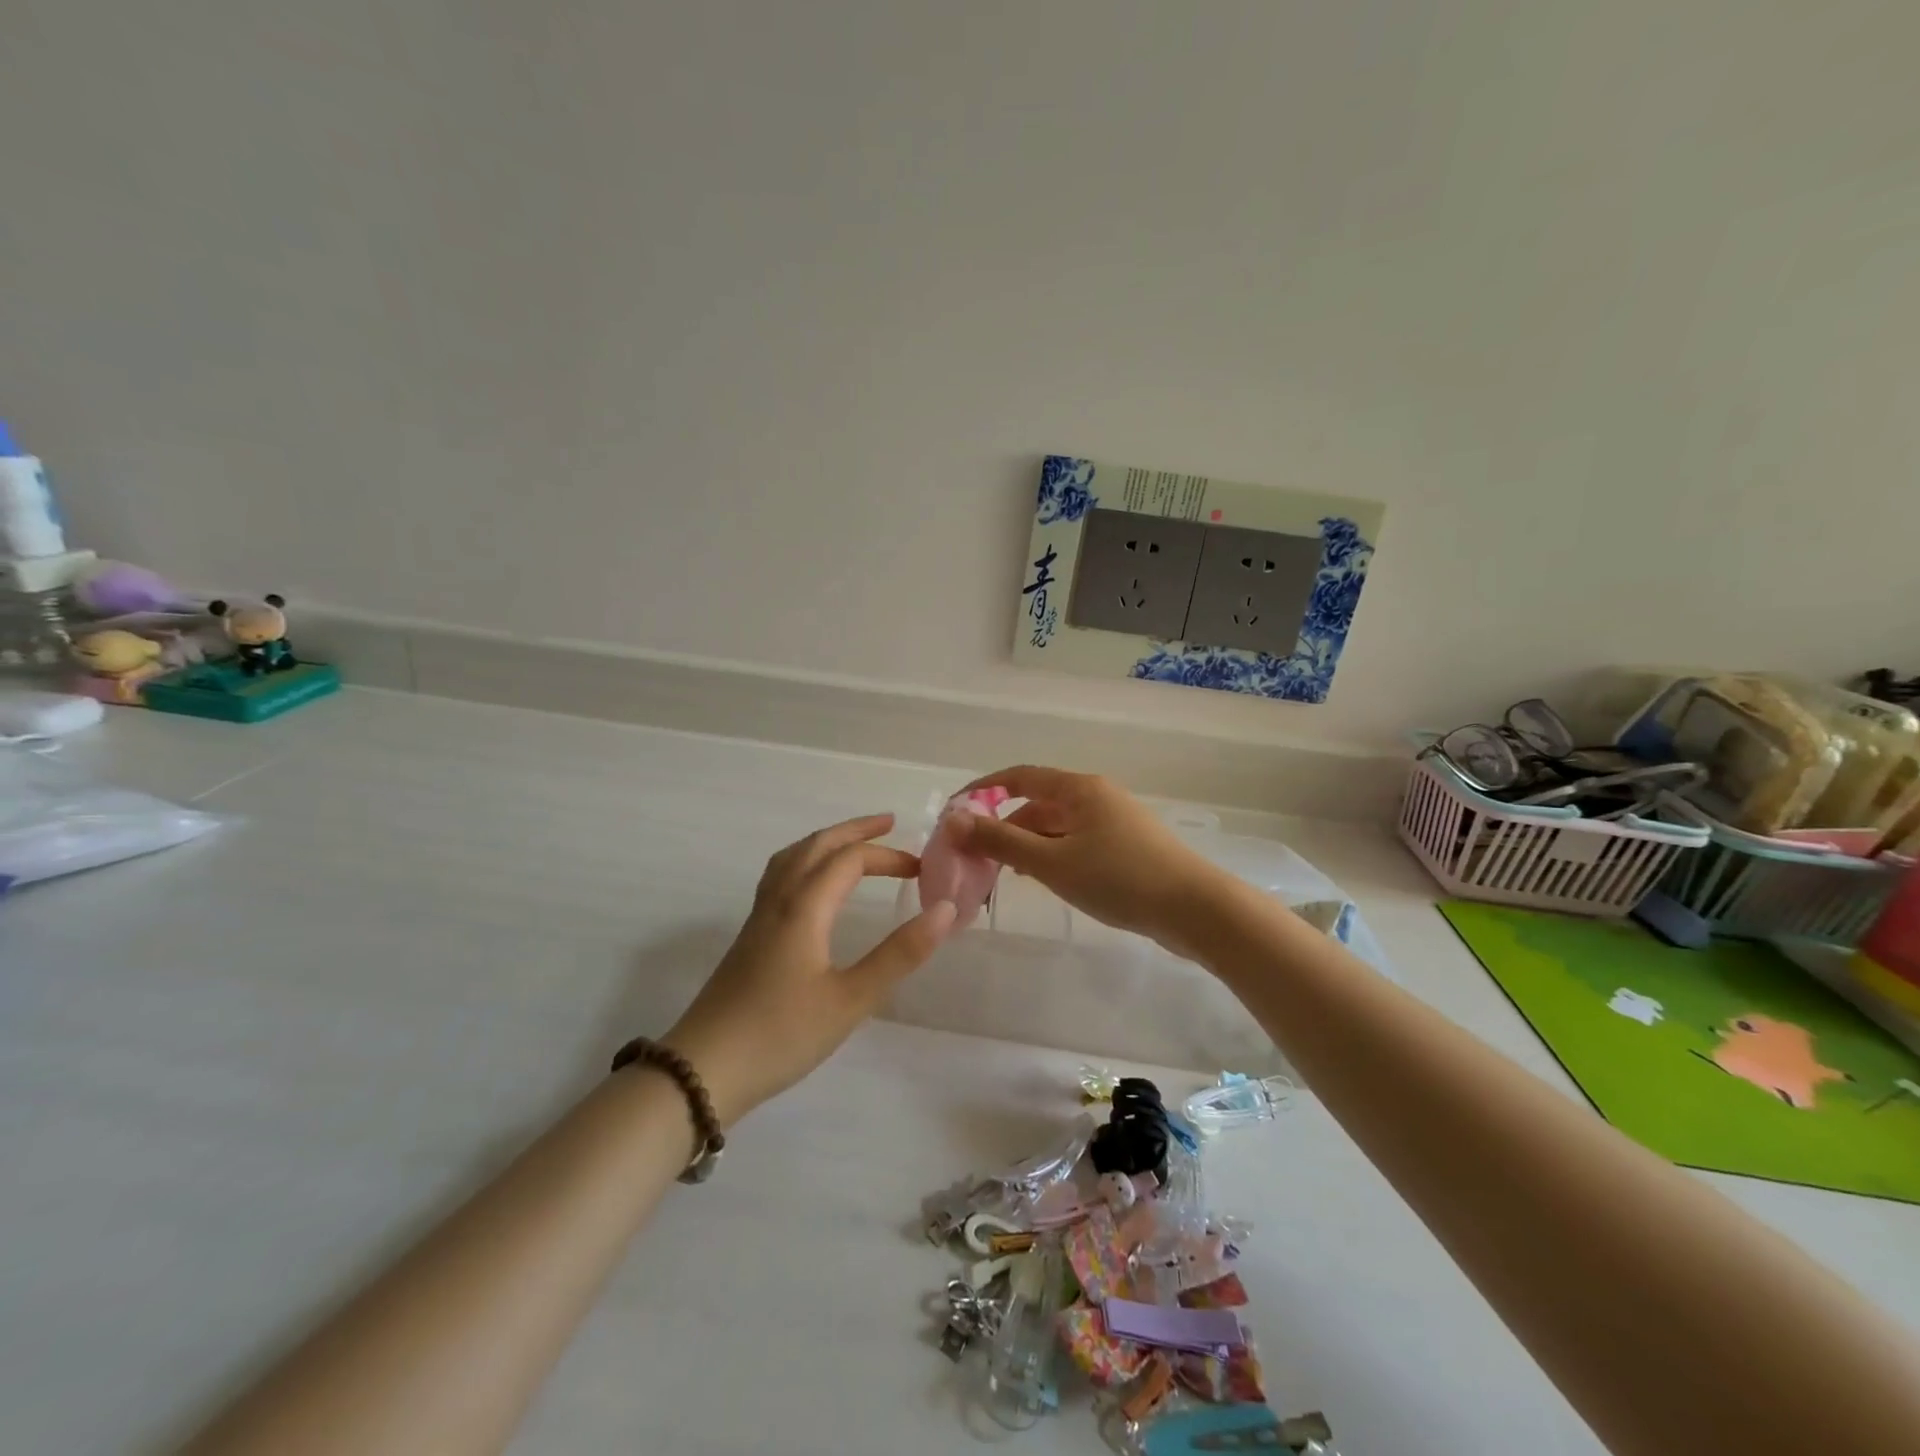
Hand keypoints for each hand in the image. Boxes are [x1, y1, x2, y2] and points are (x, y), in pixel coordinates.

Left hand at [665, 814, 956, 1125]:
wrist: (703, 1070)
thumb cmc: (782, 1034)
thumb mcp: (851, 999)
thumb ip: (899, 954)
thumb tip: (945, 909)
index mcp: (804, 907)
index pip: (850, 860)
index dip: (889, 857)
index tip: (922, 871)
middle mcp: (779, 900)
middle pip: (816, 846)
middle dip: (855, 830)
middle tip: (889, 823)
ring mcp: (758, 917)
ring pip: (792, 858)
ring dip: (826, 842)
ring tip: (851, 843)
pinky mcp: (749, 937)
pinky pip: (779, 876)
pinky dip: (804, 861)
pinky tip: (811, 887)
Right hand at [950, 766, 1228, 953]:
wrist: (1195, 910)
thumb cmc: (1119, 879)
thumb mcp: (1052, 862)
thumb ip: (1001, 842)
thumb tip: (954, 821)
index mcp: (1079, 788)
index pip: (1020, 776)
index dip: (984, 790)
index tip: (955, 812)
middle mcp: (1097, 795)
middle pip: (1039, 802)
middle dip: (1006, 826)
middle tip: (978, 858)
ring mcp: (1115, 820)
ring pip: (1059, 825)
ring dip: (1030, 844)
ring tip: (1008, 875)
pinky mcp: (1128, 846)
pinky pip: (1078, 841)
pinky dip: (1054, 855)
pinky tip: (1048, 880)